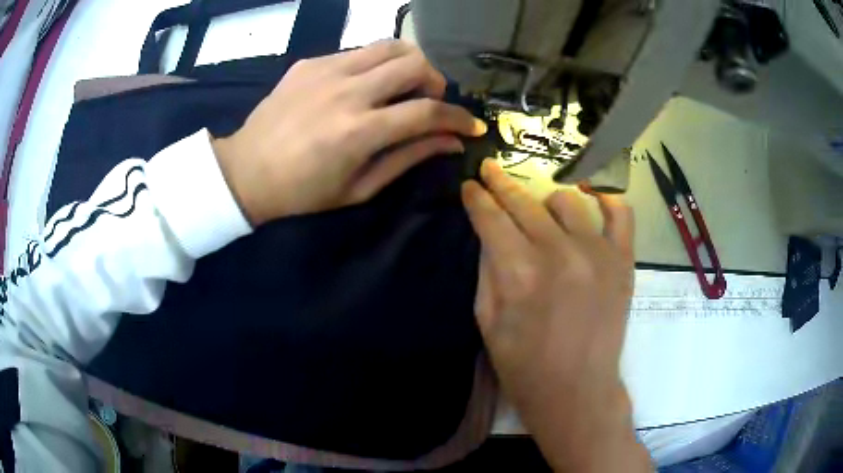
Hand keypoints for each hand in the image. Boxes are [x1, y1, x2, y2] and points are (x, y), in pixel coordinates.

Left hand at [212, 40, 486, 224]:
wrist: (245, 172)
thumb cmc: (302, 192)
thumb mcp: (360, 187)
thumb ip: (408, 158)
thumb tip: (451, 141)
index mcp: (360, 131)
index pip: (428, 111)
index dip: (459, 118)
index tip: (470, 125)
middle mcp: (347, 91)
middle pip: (415, 64)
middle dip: (436, 82)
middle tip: (429, 101)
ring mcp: (327, 70)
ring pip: (390, 46)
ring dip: (409, 63)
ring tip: (402, 85)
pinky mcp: (310, 62)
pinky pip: (358, 51)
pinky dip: (374, 64)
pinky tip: (362, 85)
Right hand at [461, 160, 649, 471]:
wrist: (577, 391)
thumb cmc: (523, 365)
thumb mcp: (486, 321)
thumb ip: (486, 268)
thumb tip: (490, 231)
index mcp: (519, 272)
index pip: (490, 216)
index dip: (477, 197)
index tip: (470, 185)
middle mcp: (559, 252)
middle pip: (524, 202)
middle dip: (501, 183)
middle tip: (490, 171)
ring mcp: (597, 252)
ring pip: (566, 200)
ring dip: (546, 201)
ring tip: (540, 212)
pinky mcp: (623, 260)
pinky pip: (620, 212)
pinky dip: (605, 198)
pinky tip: (592, 197)